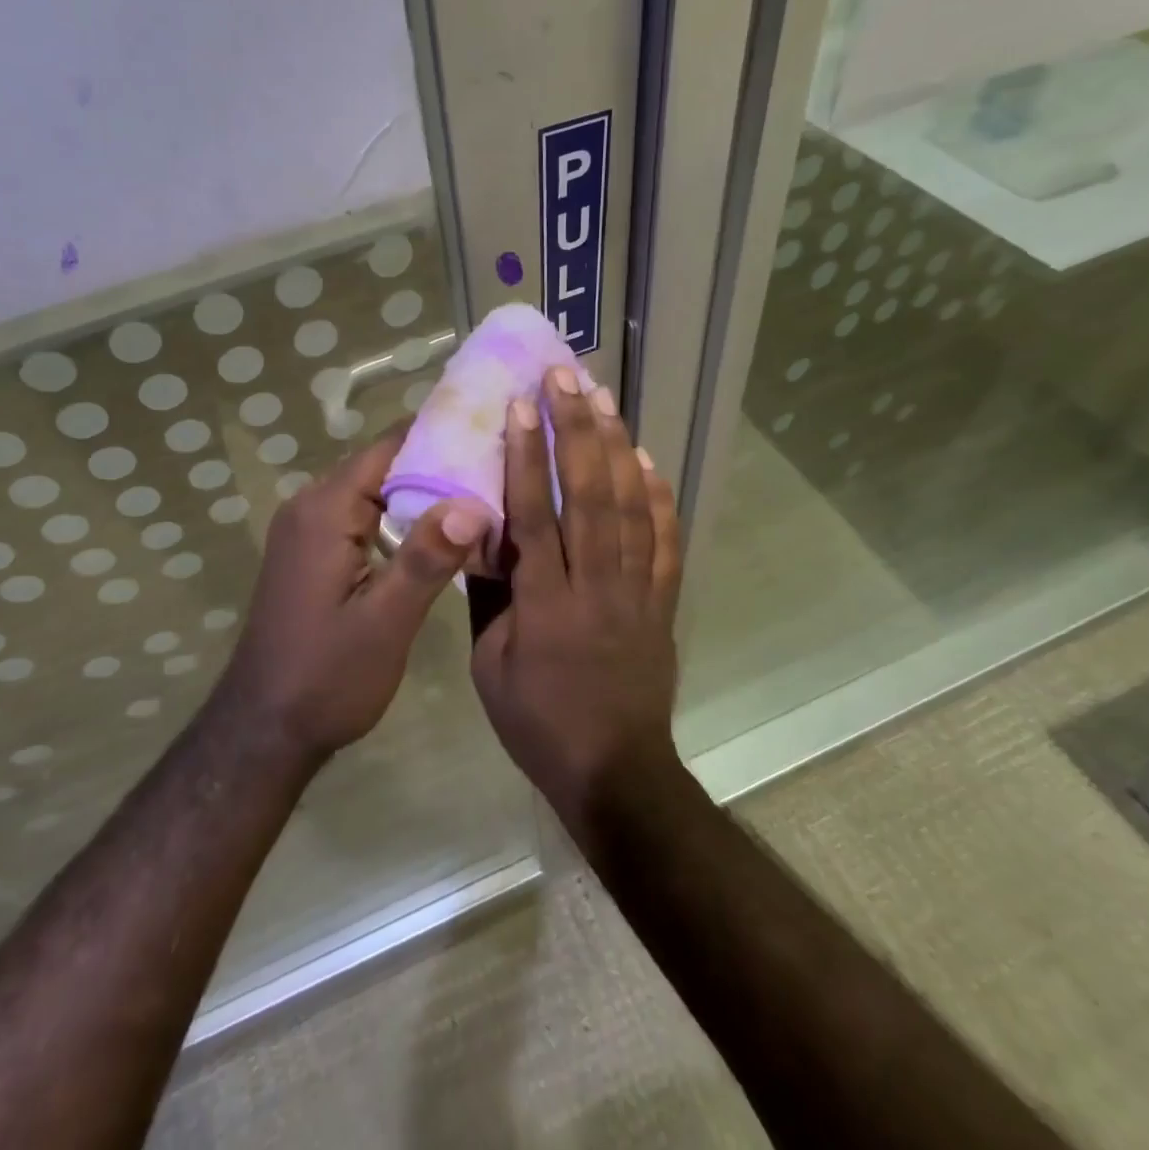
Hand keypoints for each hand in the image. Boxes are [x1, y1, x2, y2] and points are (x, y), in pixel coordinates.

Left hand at [217, 430, 490, 764]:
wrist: (264, 728)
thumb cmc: (326, 678)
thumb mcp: (384, 623)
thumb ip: (425, 560)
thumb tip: (472, 504)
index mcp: (324, 510)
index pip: (388, 447)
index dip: (440, 437)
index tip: (491, 436)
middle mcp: (309, 506)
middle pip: (381, 465)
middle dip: (438, 464)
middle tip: (498, 470)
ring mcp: (306, 529)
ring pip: (372, 491)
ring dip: (420, 493)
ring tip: (481, 496)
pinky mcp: (310, 552)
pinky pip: (360, 516)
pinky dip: (398, 517)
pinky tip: (438, 534)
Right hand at [470, 368, 682, 834]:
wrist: (614, 771)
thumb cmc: (537, 722)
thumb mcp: (489, 665)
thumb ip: (488, 596)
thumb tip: (483, 537)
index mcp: (546, 603)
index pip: (535, 515)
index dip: (526, 457)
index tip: (521, 407)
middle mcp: (596, 585)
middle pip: (589, 494)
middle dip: (576, 430)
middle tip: (566, 378)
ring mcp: (637, 591)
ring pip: (631, 506)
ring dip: (617, 447)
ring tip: (603, 399)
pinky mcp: (662, 602)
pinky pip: (666, 541)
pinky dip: (659, 496)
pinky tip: (649, 459)